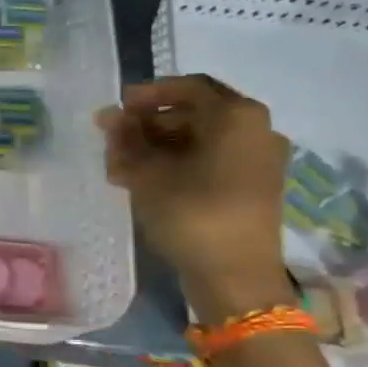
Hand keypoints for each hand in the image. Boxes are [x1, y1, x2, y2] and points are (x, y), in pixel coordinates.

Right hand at [96, 75, 292, 322]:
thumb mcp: (148, 173)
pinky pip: (211, 161)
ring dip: (157, 147)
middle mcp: (255, 129)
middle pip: (193, 114)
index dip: (147, 94)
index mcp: (237, 116)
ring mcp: (258, 160)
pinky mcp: (252, 187)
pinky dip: (177, 164)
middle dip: (149, 124)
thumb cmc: (192, 214)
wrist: (236, 279)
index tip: (117, 107)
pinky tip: (141, 180)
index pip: (187, 87)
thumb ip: (126, 140)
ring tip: (119, 166)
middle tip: (113, 140)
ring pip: (199, 140)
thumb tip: (109, 116)